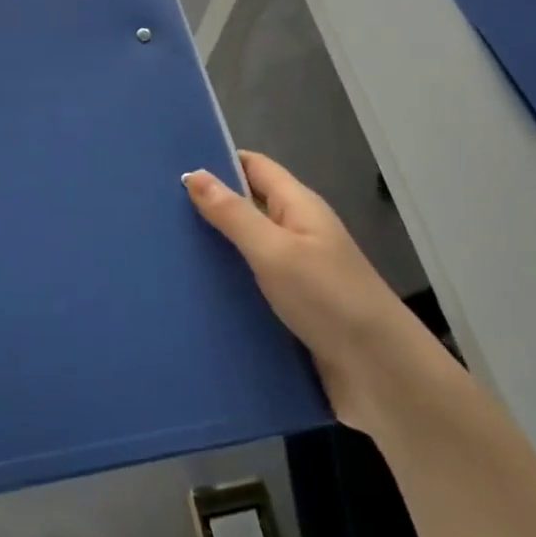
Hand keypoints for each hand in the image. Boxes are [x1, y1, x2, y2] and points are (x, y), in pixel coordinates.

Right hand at [184, 152, 421, 429]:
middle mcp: (296, 234)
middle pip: (246, 207)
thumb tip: (193, 174)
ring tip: (161, 252)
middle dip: (206, 208)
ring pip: (245, 250)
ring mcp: (295, 273)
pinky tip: (190, 294)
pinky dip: (225, 285)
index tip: (169, 167)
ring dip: (213, 251)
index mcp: (298, 207)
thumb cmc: (329, 299)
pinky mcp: (290, 310)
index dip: (217, 161)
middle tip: (154, 213)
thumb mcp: (275, 251)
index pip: (254, 167)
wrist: (381, 375)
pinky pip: (250, 286)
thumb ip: (233, 214)